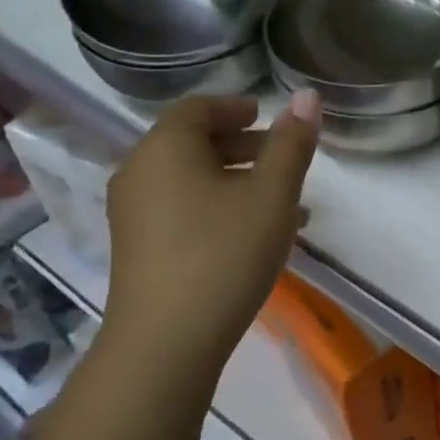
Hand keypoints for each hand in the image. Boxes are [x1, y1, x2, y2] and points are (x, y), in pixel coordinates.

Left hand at [99, 93, 320, 385]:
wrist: (165, 343)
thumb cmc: (224, 254)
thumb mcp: (272, 196)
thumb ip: (292, 144)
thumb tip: (307, 97)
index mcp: (166, 148)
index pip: (199, 108)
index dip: (237, 108)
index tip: (268, 117)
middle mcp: (139, 172)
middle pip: (191, 142)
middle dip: (241, 145)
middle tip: (281, 158)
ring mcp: (132, 213)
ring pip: (189, 179)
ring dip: (234, 179)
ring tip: (280, 202)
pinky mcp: (137, 248)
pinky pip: (180, 208)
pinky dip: (216, 205)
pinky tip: (252, 235)